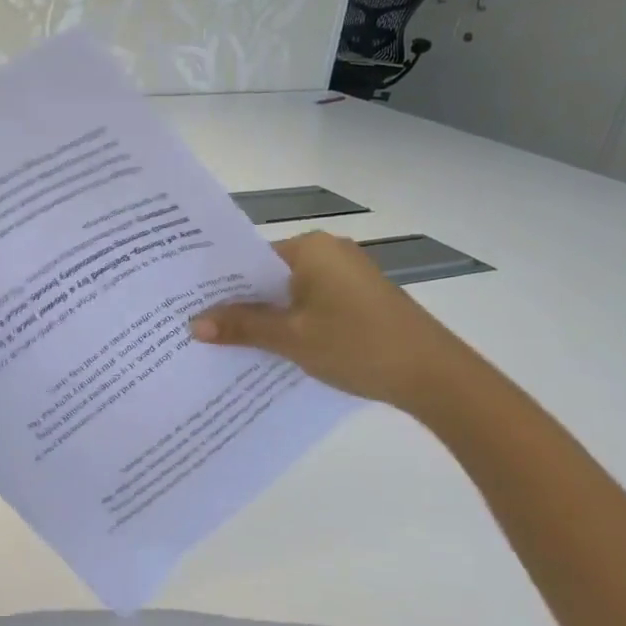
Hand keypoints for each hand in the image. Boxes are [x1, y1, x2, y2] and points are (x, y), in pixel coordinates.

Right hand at [189, 231, 476, 411]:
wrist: (436, 376)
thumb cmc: (358, 345)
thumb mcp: (292, 338)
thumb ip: (242, 326)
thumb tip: (193, 324)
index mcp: (310, 249)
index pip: (249, 258)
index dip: (219, 283)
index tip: (189, 303)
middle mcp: (328, 252)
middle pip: (268, 275)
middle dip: (239, 302)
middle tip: (198, 326)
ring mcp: (347, 276)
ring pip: (289, 293)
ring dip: (265, 316)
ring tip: (226, 342)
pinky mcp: (359, 299)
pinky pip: (310, 304)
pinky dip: (291, 322)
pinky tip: (271, 348)